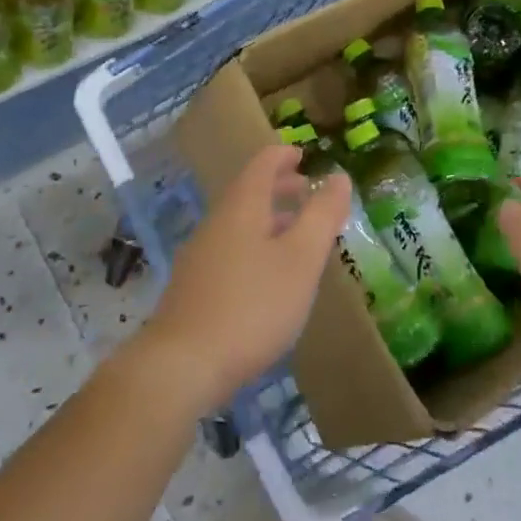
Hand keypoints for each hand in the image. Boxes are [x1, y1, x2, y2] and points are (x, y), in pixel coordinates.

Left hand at [139, 144, 350, 416]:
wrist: (182, 366)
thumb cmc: (252, 305)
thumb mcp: (301, 259)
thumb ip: (322, 215)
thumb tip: (338, 176)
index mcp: (242, 207)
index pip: (263, 163)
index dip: (284, 155)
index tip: (303, 154)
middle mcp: (217, 222)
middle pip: (248, 191)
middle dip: (279, 187)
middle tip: (306, 190)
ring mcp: (200, 255)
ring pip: (239, 222)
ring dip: (269, 218)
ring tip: (296, 233)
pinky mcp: (194, 288)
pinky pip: (230, 249)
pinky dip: (255, 245)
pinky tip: (268, 276)